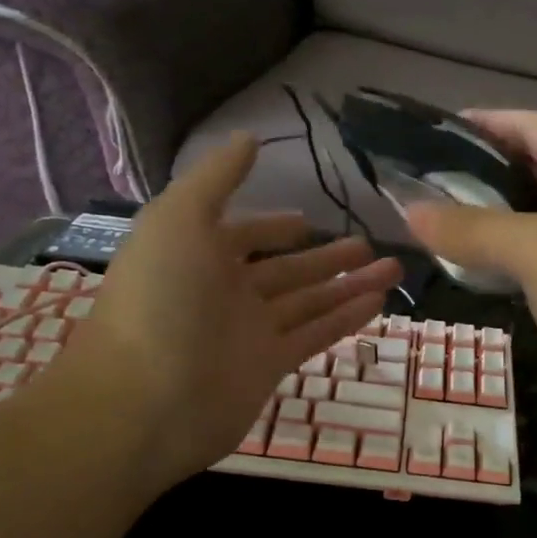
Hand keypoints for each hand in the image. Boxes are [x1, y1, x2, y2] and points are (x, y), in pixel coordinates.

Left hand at [46, 133, 402, 477]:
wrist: (142, 400)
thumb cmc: (159, 298)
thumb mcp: (180, 218)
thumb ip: (217, 177)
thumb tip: (249, 136)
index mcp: (199, 255)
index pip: (243, 236)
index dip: (274, 227)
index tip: (307, 222)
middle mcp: (225, 292)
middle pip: (287, 270)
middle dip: (328, 257)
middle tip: (370, 244)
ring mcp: (248, 332)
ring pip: (310, 301)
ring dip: (350, 284)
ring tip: (394, 268)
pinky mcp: (269, 366)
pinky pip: (315, 334)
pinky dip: (346, 318)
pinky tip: (379, 301)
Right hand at [402, 111, 536, 470]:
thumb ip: (474, 227)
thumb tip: (409, 211)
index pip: (534, 127)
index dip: (486, 122)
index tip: (430, 130)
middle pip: (534, 169)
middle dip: (480, 170)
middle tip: (420, 179)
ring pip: (533, 220)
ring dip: (487, 217)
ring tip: (431, 220)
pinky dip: (503, 259)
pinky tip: (467, 266)